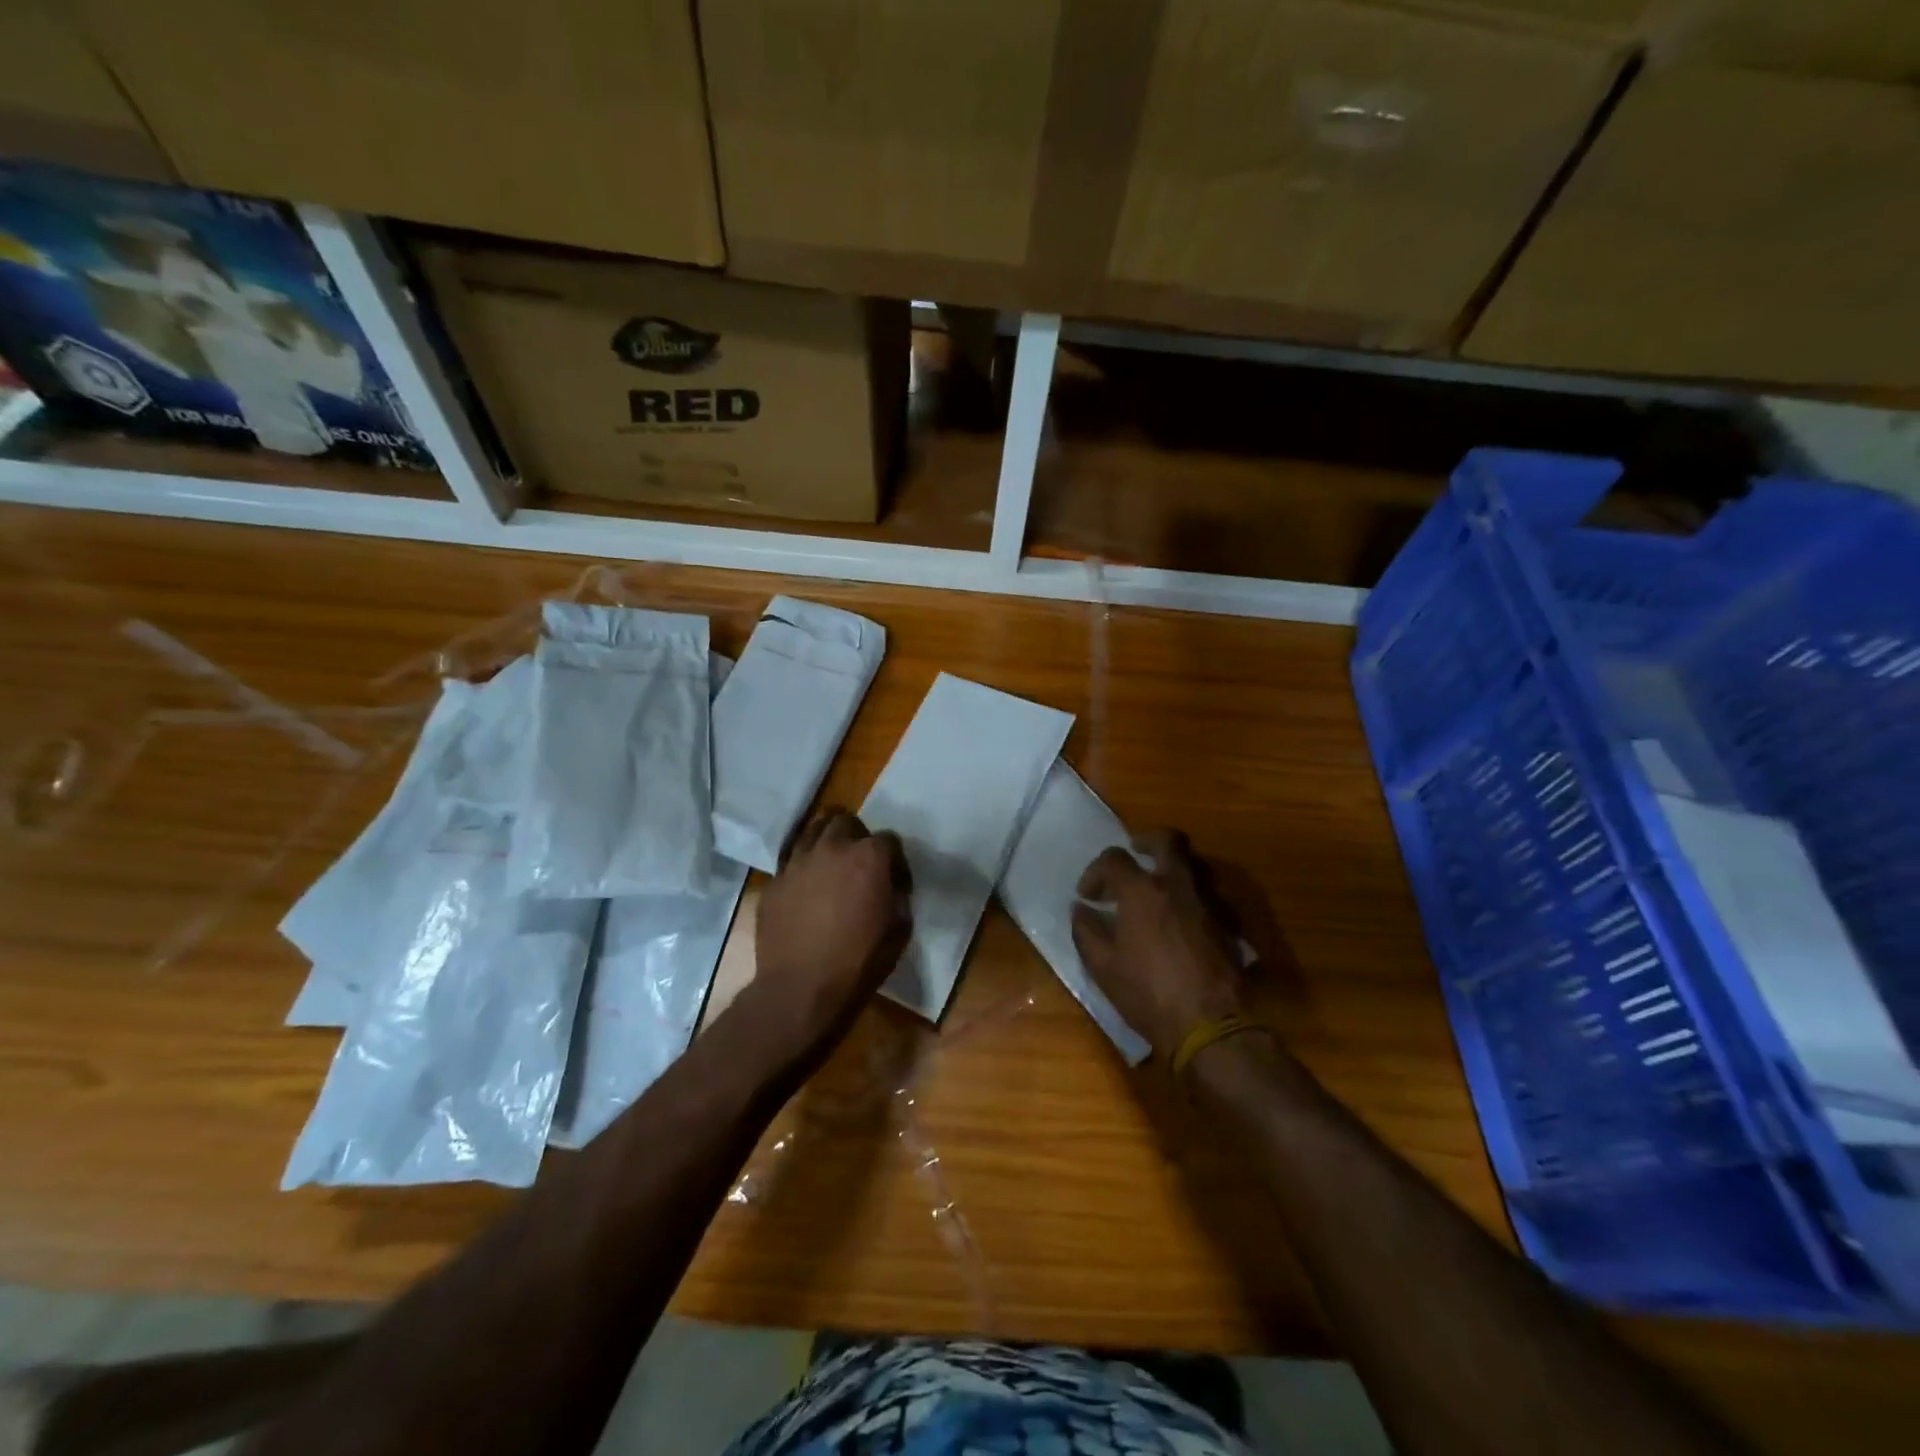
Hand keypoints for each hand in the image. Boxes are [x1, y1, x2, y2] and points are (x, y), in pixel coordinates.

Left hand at [745, 808, 912, 1065]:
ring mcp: (798, 862)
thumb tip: (891, 888)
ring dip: (826, 840)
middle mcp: (832, 848)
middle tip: (858, 862)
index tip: (895, 881)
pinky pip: (791, 862)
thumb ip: (898, 898)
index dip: (895, 860)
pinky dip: (802, 868)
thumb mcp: (899, 931)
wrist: (801, 989)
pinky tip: (805, 890)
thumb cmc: (859, 963)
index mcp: (869, 858)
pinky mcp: (774, 881)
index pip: (889, 839)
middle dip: (856, 835)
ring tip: (829, 861)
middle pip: (845, 821)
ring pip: (812, 830)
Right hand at [1070, 829, 1245, 1059]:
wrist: (1209, 1025)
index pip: (1114, 859)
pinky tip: (1180, 919)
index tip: (1088, 895)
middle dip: (1147, 840)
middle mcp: (1177, 886)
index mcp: (1142, 891)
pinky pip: (1208, 895)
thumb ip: (1087, 931)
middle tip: (1135, 852)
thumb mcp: (1103, 967)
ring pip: (1194, 865)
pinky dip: (1191, 897)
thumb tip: (1080, 909)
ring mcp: (1207, 903)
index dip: (1096, 871)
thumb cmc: (1148, 993)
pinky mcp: (1227, 925)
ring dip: (1172, 868)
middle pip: (1168, 840)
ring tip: (1157, 888)